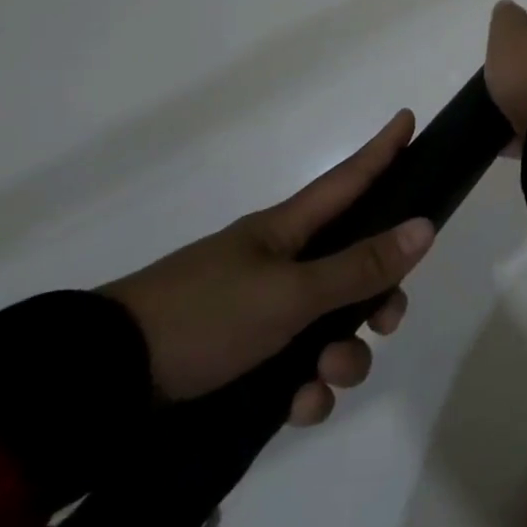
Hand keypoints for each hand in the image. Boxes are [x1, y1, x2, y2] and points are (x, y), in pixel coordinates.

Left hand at [100, 111, 433, 426]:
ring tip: (326, 381)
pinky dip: (307, 390)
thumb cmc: (203, 316)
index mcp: (287, 232)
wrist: (101, 384)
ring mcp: (261, 314)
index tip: (407, 118)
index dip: (382, 150)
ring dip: (343, 357)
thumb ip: (360, 266)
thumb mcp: (290, 293)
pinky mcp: (243, 361)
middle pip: (354, 267)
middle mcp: (281, 266)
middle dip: (379, 296)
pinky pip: (298, 370)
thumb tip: (425, 227)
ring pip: (332, 326)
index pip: (349, 179)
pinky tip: (298, 409)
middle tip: (388, 323)